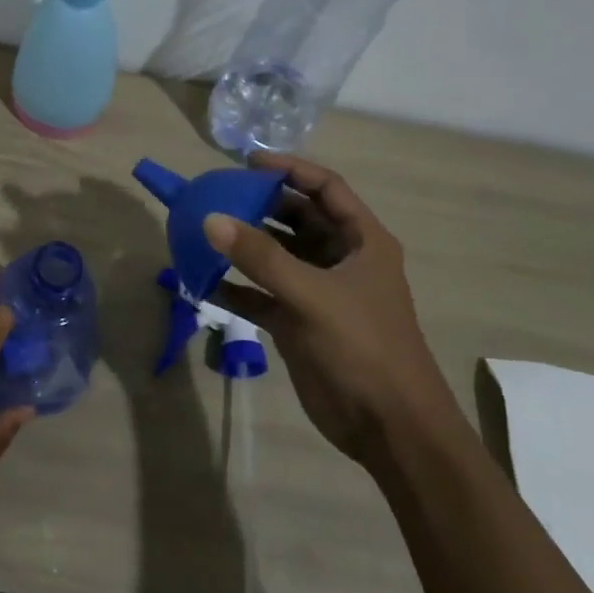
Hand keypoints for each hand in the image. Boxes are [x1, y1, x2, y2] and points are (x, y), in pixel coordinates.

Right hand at [206, 154, 457, 472]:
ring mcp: (318, 291)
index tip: (248, 162)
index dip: (290, 169)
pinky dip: (236, 286)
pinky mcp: (299, 322)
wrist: (390, 430)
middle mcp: (341, 259)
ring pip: (276, 255)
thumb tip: (211, 218)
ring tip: (204, 231)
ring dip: (244, 245)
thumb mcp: (312, 295)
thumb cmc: (363, 348)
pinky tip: (204, 280)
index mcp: (362, 241)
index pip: (326, 188)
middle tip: (218, 194)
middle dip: (260, 204)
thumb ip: (261, 256)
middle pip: (297, 217)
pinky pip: (262, 293)